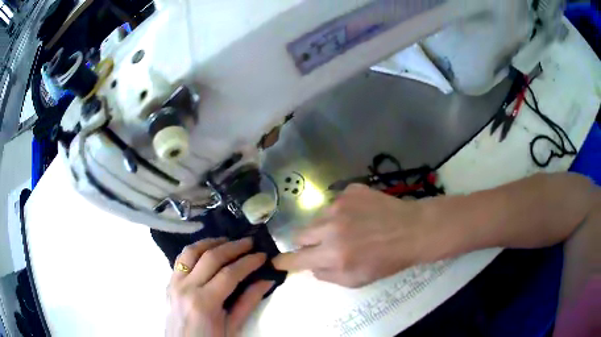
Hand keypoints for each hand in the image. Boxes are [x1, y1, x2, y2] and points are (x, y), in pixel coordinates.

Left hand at [166, 237, 272, 336]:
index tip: (263, 255)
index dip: (248, 262)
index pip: (229, 274)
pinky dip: (195, 250)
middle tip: (250, 242)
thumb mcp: (233, 326)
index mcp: (204, 303)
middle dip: (233, 247)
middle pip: (210, 257)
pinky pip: (181, 259)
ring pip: (191, 252)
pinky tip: (207, 250)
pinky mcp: (169, 282)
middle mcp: (186, 287)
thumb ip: (249, 302)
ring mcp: (174, 283)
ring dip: (211, 242)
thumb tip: (267, 279)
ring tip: (228, 240)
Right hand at [273, 184, 449, 287]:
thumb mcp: (357, 280)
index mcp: (334, 255)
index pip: (296, 258)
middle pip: (300, 234)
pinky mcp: (350, 191)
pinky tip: (361, 215)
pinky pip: (335, 203)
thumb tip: (311, 266)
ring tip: (350, 229)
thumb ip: (328, 276)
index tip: (277, 261)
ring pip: (318, 218)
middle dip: (308, 242)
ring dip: (326, 226)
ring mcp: (340, 205)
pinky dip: (342, 212)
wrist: (413, 230)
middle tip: (325, 245)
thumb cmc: (388, 260)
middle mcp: (332, 228)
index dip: (284, 261)